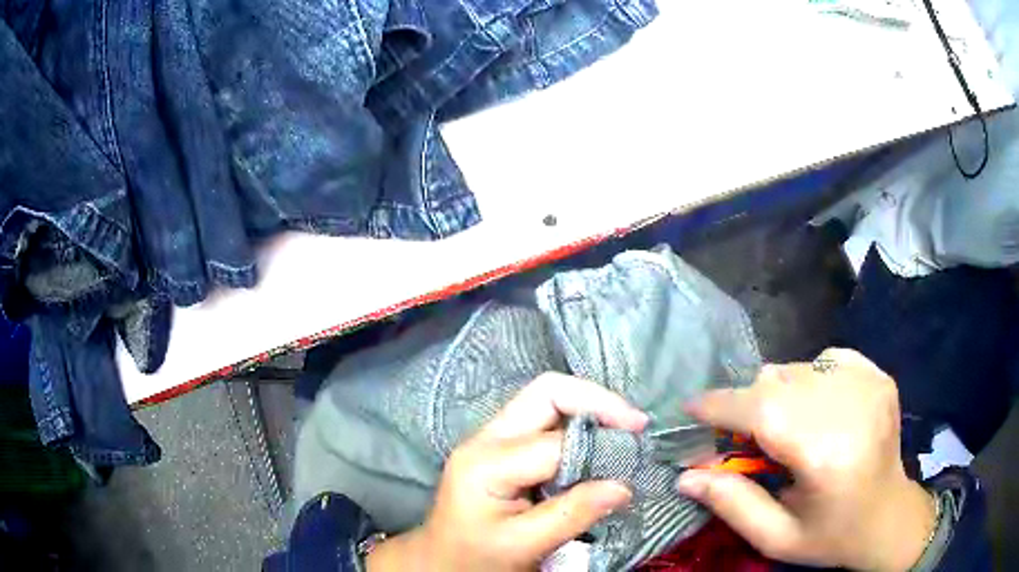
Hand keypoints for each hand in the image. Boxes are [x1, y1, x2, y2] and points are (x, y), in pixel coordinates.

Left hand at [367, 373, 648, 571]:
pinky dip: (578, 426)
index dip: (601, 445)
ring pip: (547, 400)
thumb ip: (573, 513)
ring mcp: (491, 438)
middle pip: (546, 392)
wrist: (440, 562)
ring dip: (589, 410)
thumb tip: (625, 485)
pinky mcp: (500, 447)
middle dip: (597, 402)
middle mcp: (486, 438)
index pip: (556, 442)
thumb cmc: (475, 558)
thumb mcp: (524, 545)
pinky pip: (544, 420)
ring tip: (624, 432)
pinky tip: (598, 444)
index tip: (638, 454)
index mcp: (486, 463)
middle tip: (636, 425)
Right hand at [677, 348, 935, 570]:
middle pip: (777, 382)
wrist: (889, 516)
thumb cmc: (831, 536)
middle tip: (739, 437)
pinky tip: (816, 411)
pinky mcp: (878, 374)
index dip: (721, 405)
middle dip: (746, 405)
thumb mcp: (776, 538)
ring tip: (782, 429)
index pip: (762, 411)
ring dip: (777, 394)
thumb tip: (686, 476)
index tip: (690, 409)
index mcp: (826, 454)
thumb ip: (731, 504)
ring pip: (799, 368)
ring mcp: (868, 383)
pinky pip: (826, 359)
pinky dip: (809, 379)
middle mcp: (850, 407)